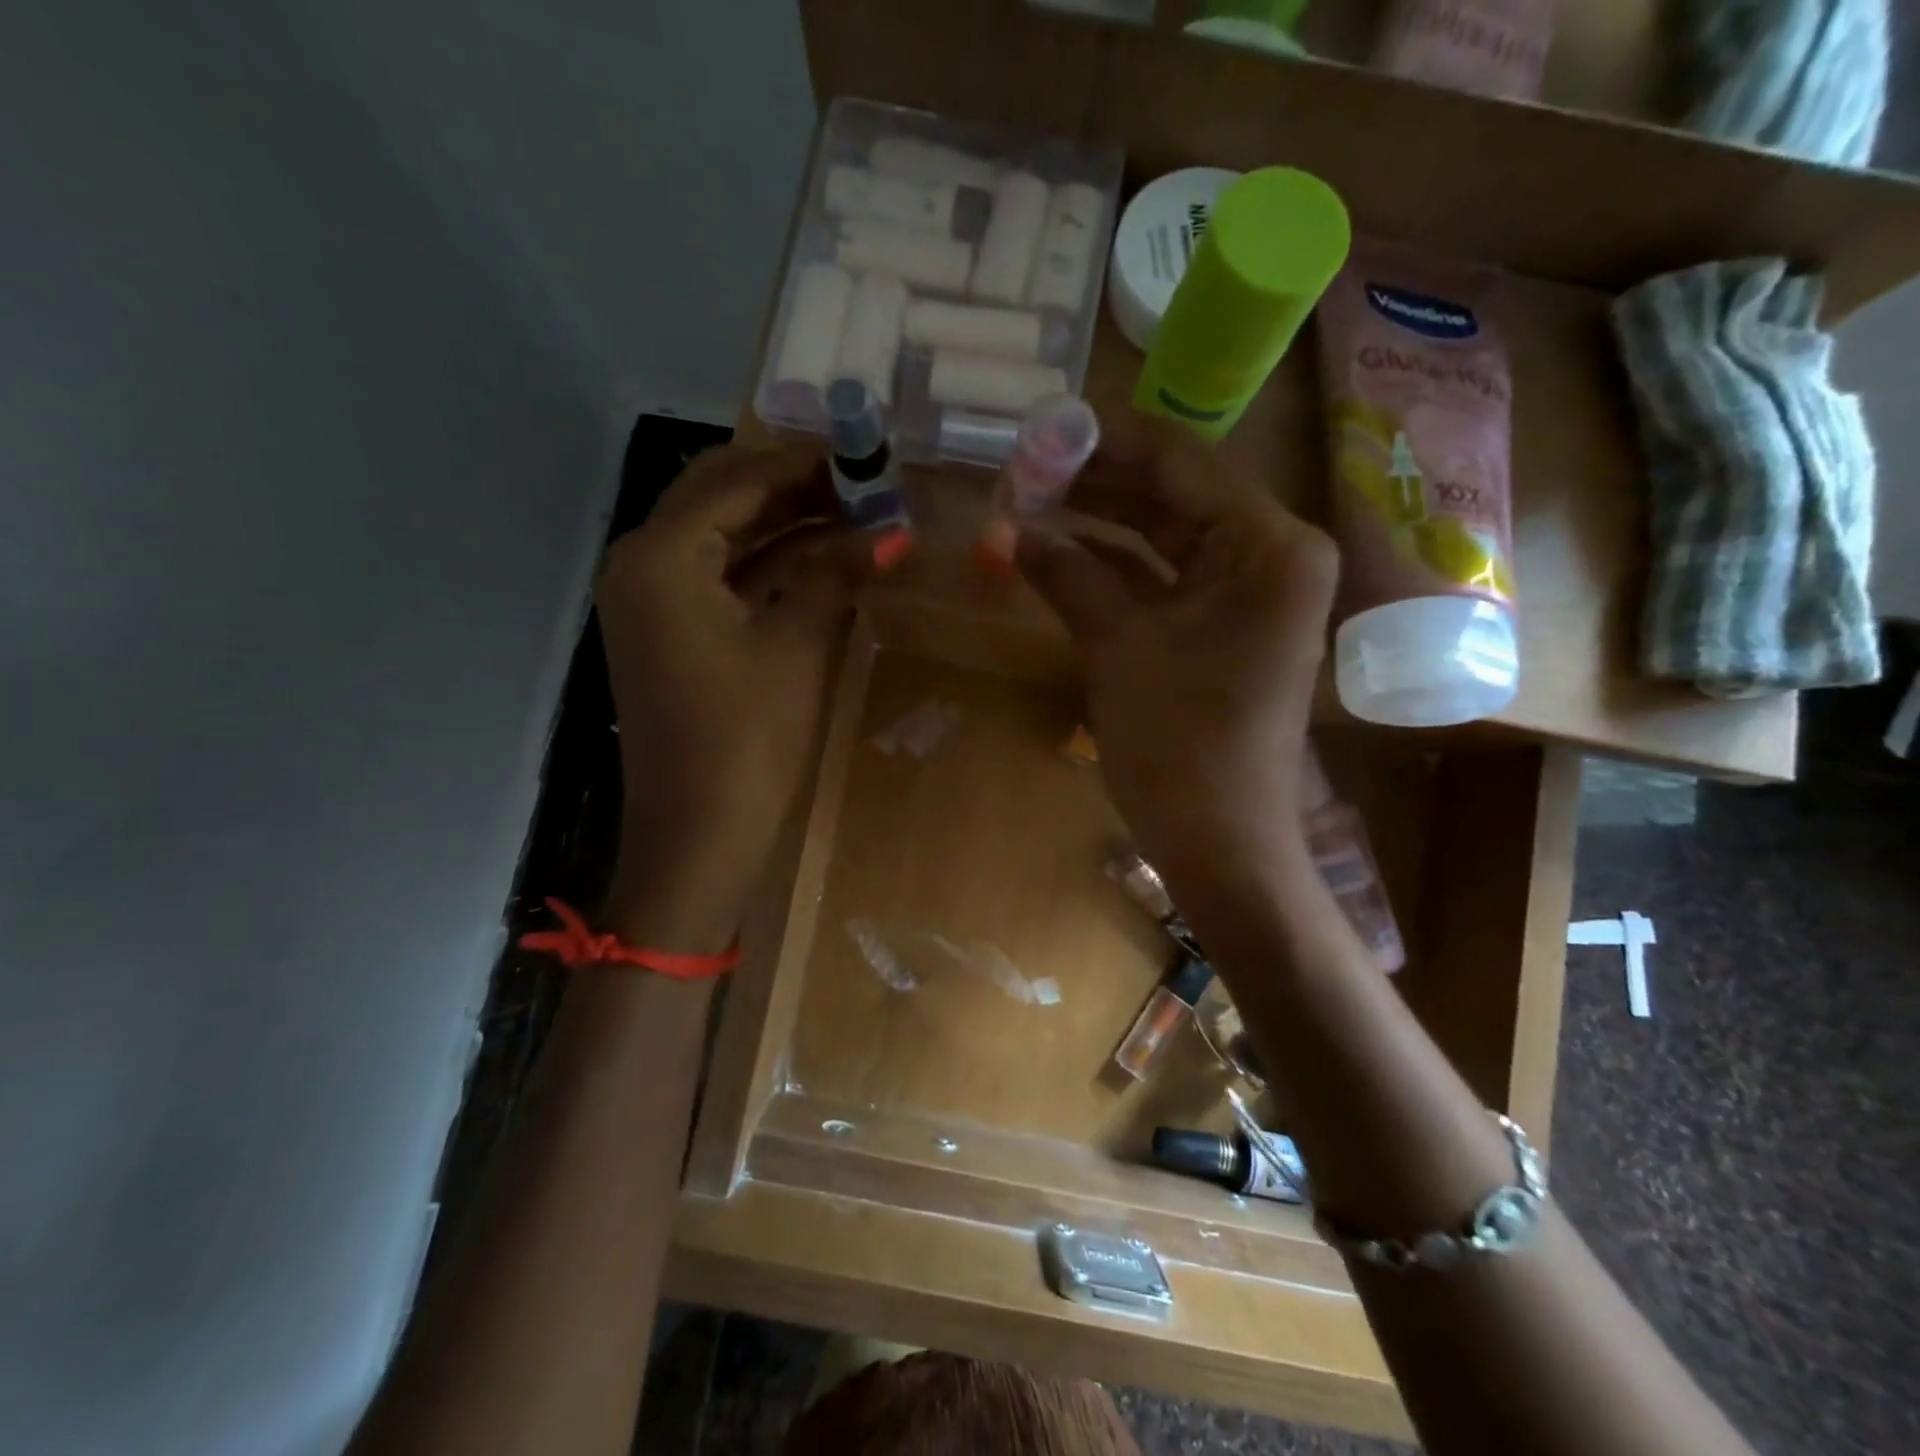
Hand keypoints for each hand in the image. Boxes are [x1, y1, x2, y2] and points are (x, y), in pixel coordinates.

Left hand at [594, 444, 873, 953]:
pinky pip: (721, 580)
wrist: (697, 836)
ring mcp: (652, 603)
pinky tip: (823, 562)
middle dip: (794, 488)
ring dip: (785, 526)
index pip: (737, 480)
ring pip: (723, 539)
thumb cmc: (746, 737)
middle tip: (864, 486)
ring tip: (856, 517)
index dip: (805, 464)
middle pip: (721, 500)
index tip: (866, 456)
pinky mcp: (670, 636)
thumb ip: (836, 574)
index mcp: (661, 555)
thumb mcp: (797, 645)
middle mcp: (643, 565)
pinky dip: (770, 567)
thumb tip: (891, 533)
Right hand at [1016, 413, 1337, 912]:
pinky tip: (1056, 554)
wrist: (1219, 843)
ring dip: (1098, 525)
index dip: (1104, 444)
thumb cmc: (1180, 745)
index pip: (1181, 462)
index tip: (1038, 432)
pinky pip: (1161, 581)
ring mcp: (1246, 594)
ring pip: (1162, 538)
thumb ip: (1067, 574)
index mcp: (1269, 546)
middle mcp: (1269, 556)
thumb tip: (1009, 526)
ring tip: (1027, 506)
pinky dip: (1111, 570)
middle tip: (1021, 473)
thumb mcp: (1118, 647)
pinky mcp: (1219, 629)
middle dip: (1096, 485)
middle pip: (1172, 496)